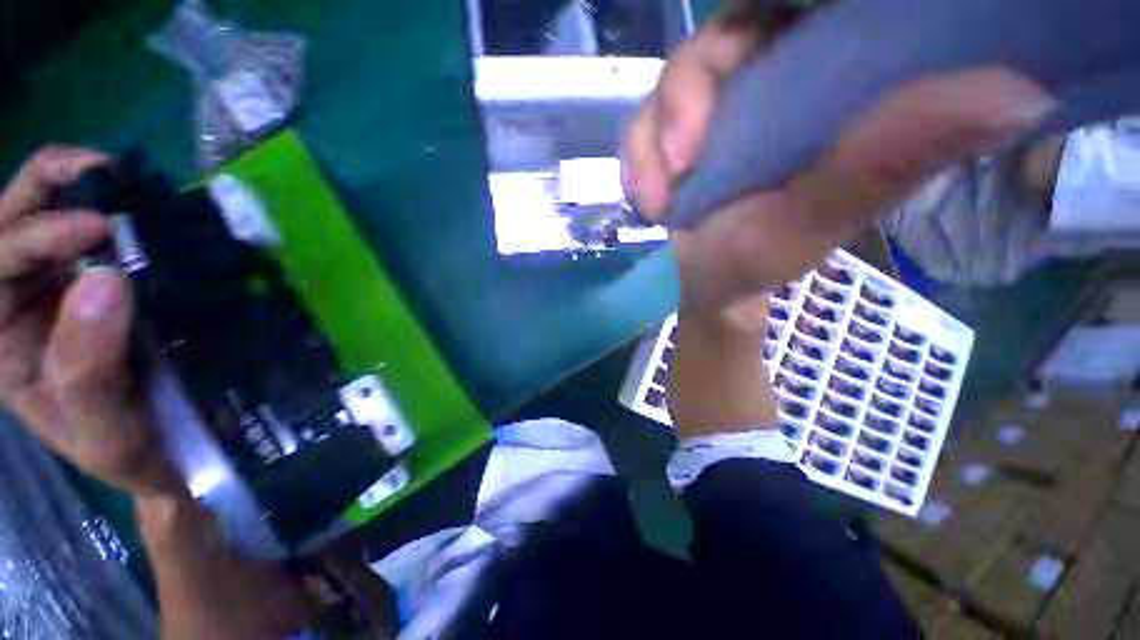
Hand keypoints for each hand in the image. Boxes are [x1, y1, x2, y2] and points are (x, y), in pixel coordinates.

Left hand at [0, 146, 179, 496]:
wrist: (173, 450)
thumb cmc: (132, 452)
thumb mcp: (105, 431)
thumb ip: (88, 369)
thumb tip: (106, 281)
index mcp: (0, 340)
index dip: (36, 236)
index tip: (102, 231)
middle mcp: (18, 302)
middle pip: (9, 221)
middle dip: (47, 187)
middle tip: (101, 174)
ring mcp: (62, 287)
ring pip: (47, 212)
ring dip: (79, 188)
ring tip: (122, 182)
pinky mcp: (106, 281)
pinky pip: (97, 230)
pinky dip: (116, 209)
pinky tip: (144, 212)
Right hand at [624, 11, 1055, 312]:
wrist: (711, 282)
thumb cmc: (762, 258)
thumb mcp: (819, 217)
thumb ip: (890, 160)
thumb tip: (1021, 91)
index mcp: (830, 83)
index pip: (807, 5)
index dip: (786, 6)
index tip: (758, 45)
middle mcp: (772, 78)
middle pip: (723, 30)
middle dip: (685, 95)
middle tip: (682, 161)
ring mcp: (715, 104)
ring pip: (672, 78)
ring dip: (652, 140)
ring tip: (660, 202)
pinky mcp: (672, 133)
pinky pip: (641, 123)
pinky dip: (635, 159)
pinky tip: (647, 199)